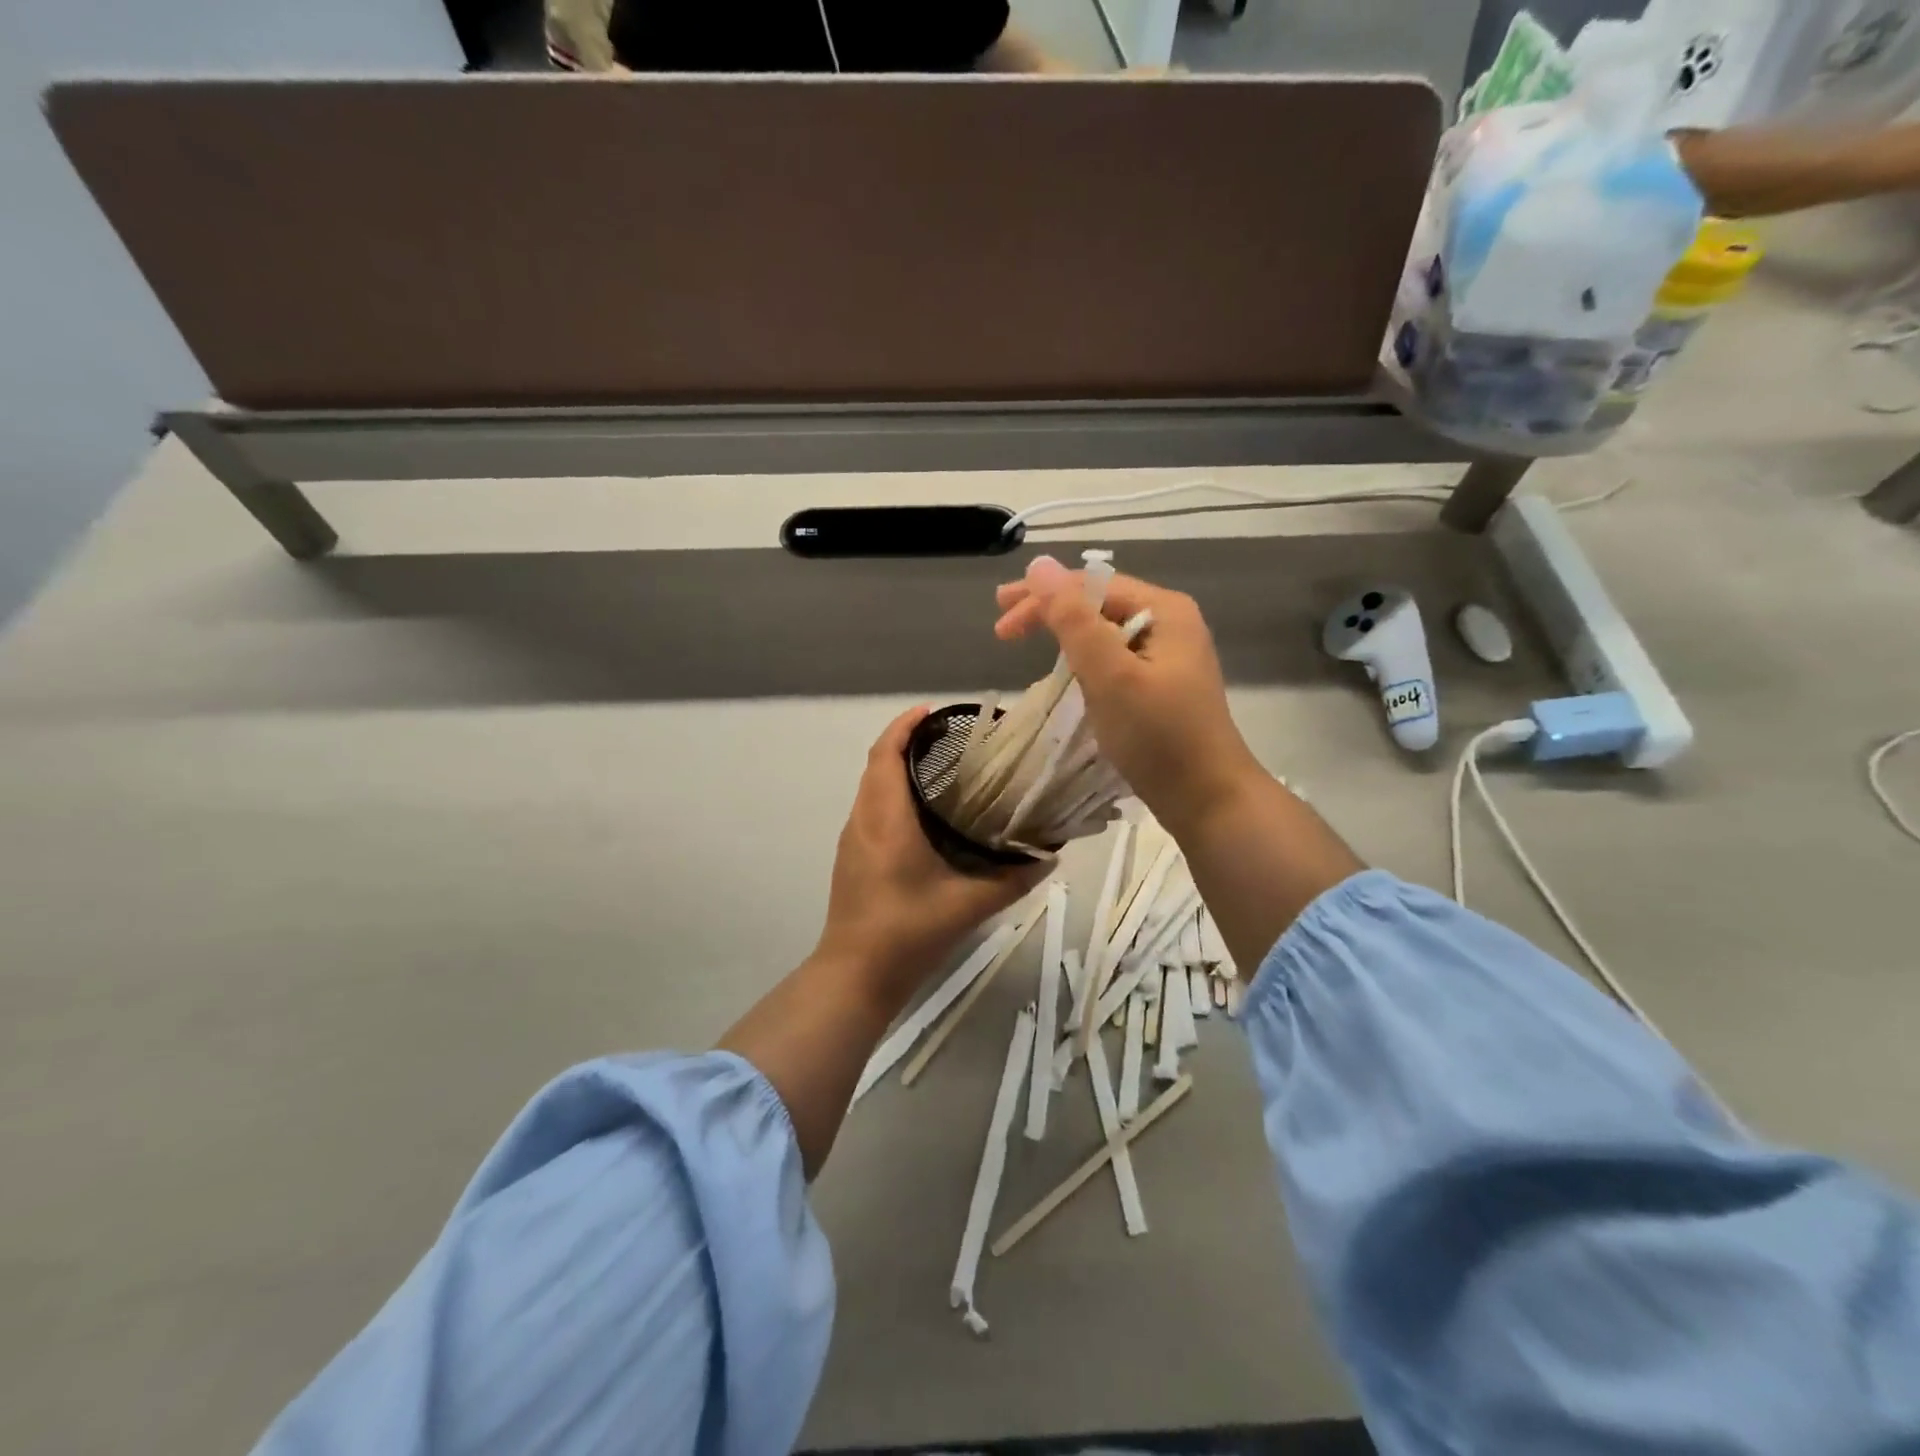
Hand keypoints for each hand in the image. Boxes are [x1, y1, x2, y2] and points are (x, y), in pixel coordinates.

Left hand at [816, 707, 1046, 997]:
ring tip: (941, 770)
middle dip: (906, 743)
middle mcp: (862, 820)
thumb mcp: (968, 905)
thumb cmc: (907, 932)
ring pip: (871, 787)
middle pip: (877, 765)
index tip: (932, 711)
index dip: (905, 726)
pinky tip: (923, 816)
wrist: (855, 975)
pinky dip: (891, 795)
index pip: (886, 754)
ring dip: (896, 769)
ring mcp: (852, 840)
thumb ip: (1011, 879)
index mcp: (886, 819)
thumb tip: (1048, 856)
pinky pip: (870, 809)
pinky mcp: (851, 858)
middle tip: (949, 740)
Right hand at [994, 555, 1264, 832]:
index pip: (1092, 585)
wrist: (1209, 800)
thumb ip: (1073, 620)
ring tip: (1027, 645)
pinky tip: (1066, 673)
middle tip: (1002, 630)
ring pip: (1105, 632)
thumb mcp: (1110, 674)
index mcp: (1164, 610)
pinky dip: (1084, 661)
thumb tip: (1039, 565)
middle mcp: (1170, 624)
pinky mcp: (1162, 687)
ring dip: (1064, 636)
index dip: (1042, 596)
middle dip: (1050, 612)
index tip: (1000, 618)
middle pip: (1098, 604)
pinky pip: (1114, 659)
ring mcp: (1169, 657)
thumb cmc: (1159, 736)